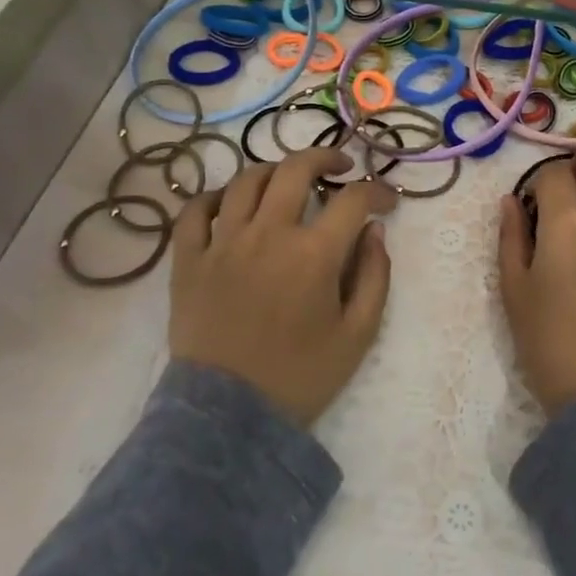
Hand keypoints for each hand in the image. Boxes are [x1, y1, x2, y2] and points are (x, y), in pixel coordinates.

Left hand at [170, 149, 396, 426]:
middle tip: (340, 167)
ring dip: (274, 171)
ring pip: (245, 181)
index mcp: (313, 254)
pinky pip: (194, 212)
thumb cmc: (300, 376)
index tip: (387, 202)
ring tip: (288, 179)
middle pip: (295, 169)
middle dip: (325, 157)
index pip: (353, 199)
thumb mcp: (359, 334)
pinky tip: (229, 202)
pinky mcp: (188, 261)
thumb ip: (375, 276)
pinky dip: (213, 197)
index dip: (377, 191)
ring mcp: (222, 244)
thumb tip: (374, 232)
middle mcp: (267, 235)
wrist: (228, 419)